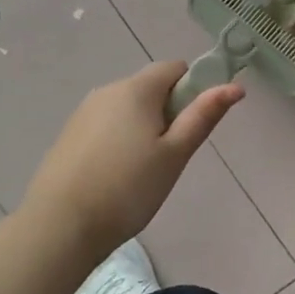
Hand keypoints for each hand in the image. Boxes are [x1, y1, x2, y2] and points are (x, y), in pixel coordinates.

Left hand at [19, 62, 243, 264]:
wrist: (59, 225)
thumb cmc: (128, 188)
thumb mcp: (175, 154)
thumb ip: (203, 116)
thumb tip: (235, 86)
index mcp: (136, 89)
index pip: (175, 68)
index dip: (193, 89)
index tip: (193, 125)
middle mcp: (107, 90)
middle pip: (150, 88)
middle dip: (168, 112)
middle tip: (171, 156)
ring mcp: (84, 113)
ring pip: (127, 108)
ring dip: (143, 127)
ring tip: (143, 172)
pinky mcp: (69, 135)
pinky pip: (106, 125)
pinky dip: (119, 141)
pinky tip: (116, 177)